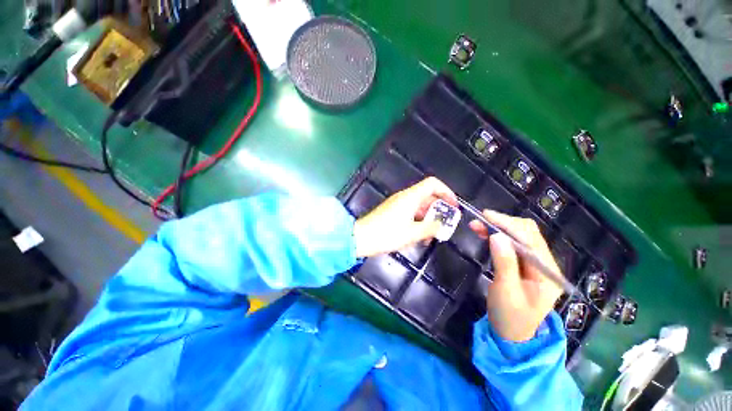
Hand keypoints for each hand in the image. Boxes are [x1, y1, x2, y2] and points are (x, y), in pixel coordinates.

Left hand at [353, 177, 456, 257]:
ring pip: (419, 205)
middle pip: (427, 195)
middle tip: (446, 222)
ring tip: (434, 233)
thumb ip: (430, 228)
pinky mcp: (392, 212)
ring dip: (428, 216)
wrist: (362, 237)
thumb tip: (441, 225)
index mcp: (410, 197)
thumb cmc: (387, 234)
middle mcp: (404, 197)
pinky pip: (410, 212)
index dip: (446, 191)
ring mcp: (397, 204)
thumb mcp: (412, 233)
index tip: (453, 206)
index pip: (432, 184)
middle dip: (439, 208)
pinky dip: (418, 220)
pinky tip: (421, 234)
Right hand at [470, 211, 563, 341]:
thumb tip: (497, 236)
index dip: (508, 225)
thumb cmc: (510, 317)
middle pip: (527, 233)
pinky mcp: (525, 264)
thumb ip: (504, 263)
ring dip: (499, 228)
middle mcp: (545, 264)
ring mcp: (536, 264)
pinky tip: (485, 234)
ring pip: (519, 236)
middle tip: (478, 221)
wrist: (512, 334)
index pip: (531, 239)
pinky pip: (513, 244)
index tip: (486, 216)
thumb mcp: (505, 292)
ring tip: (477, 225)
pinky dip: (498, 236)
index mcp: (547, 273)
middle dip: (503, 224)